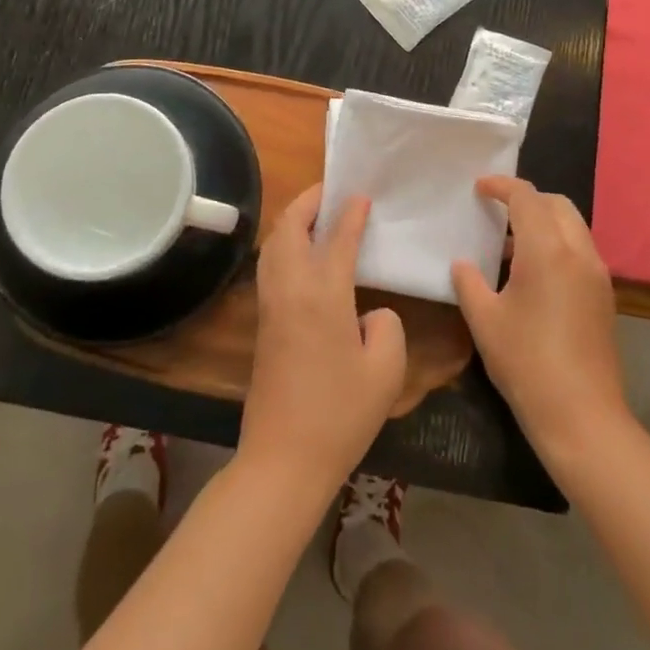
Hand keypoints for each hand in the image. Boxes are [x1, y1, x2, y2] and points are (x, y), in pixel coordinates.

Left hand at [240, 185, 407, 495]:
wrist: (283, 458)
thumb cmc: (340, 413)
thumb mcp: (385, 370)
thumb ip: (386, 325)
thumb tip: (369, 312)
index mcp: (322, 294)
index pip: (336, 238)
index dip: (350, 213)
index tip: (361, 195)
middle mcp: (290, 289)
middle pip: (289, 227)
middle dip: (308, 201)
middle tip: (331, 192)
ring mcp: (271, 305)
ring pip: (273, 244)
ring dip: (292, 220)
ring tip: (317, 215)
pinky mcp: (262, 322)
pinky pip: (270, 265)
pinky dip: (284, 244)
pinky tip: (303, 255)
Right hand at [452, 177, 630, 466]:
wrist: (582, 416)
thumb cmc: (526, 362)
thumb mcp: (484, 320)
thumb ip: (468, 282)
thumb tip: (462, 263)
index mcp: (548, 250)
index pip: (527, 197)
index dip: (501, 185)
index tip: (479, 188)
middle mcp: (579, 253)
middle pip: (557, 204)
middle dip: (527, 199)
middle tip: (497, 211)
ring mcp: (597, 275)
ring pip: (573, 227)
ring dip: (544, 222)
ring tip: (510, 244)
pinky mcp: (604, 296)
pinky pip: (580, 251)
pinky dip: (557, 244)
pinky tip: (533, 273)